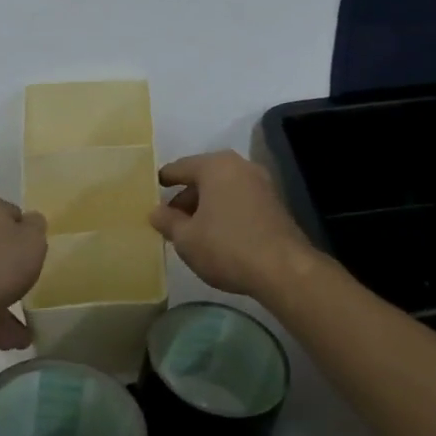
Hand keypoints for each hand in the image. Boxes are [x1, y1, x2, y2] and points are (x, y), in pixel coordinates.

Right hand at [150, 151, 317, 299]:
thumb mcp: (186, 238)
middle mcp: (240, 166)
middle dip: (186, 196)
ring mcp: (261, 183)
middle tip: (170, 218)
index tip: (152, 189)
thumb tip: (156, 212)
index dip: (164, 179)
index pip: (181, 167)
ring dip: (206, 205)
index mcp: (215, 166)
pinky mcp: (274, 204)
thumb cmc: (227, 246)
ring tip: (191, 230)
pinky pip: (240, 200)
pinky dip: (225, 211)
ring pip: (223, 189)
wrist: (283, 269)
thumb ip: (167, 221)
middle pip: (204, 177)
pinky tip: (217, 234)